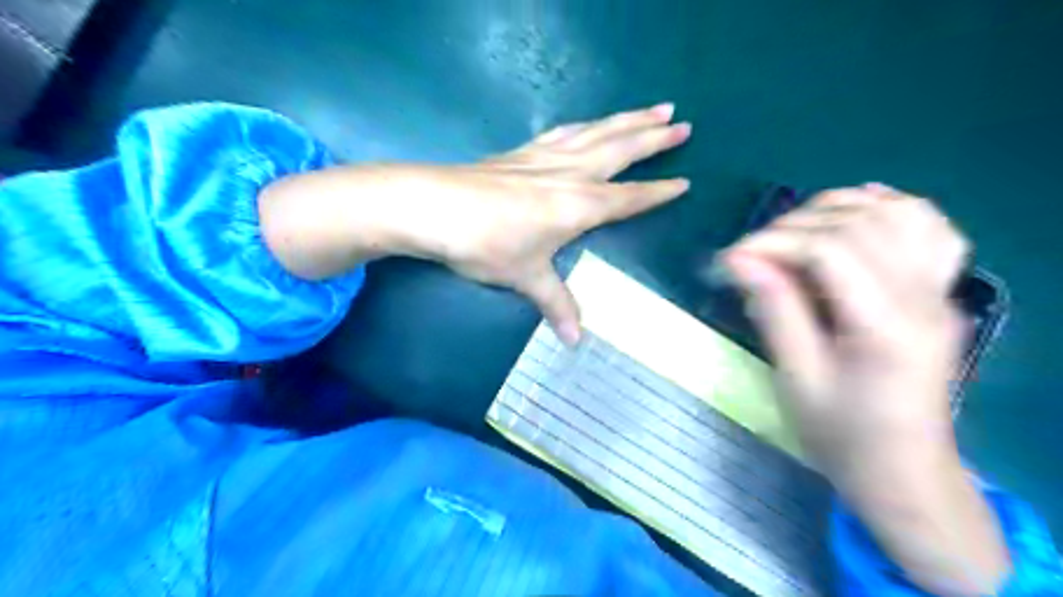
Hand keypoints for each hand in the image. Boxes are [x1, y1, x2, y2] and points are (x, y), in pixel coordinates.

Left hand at [404, 104, 693, 341]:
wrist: (434, 206)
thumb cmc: (487, 244)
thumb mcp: (526, 278)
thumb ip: (556, 305)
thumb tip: (575, 341)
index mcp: (580, 205)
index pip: (630, 198)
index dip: (658, 192)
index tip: (685, 182)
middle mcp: (571, 174)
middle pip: (622, 150)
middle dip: (655, 138)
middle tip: (684, 124)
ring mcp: (546, 156)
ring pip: (598, 132)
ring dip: (628, 119)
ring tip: (655, 108)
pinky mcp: (522, 151)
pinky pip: (565, 131)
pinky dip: (586, 124)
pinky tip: (589, 123)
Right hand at [718, 185, 1006, 594]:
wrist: (902, 468)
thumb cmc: (841, 433)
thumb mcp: (796, 377)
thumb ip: (774, 310)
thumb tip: (739, 258)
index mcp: (888, 327)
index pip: (830, 250)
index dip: (773, 242)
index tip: (730, 258)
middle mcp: (925, 298)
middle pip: (860, 224)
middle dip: (794, 225)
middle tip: (752, 252)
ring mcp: (941, 291)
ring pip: (898, 214)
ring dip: (837, 208)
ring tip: (792, 229)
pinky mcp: (940, 293)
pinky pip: (930, 229)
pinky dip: (889, 207)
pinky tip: (856, 209)